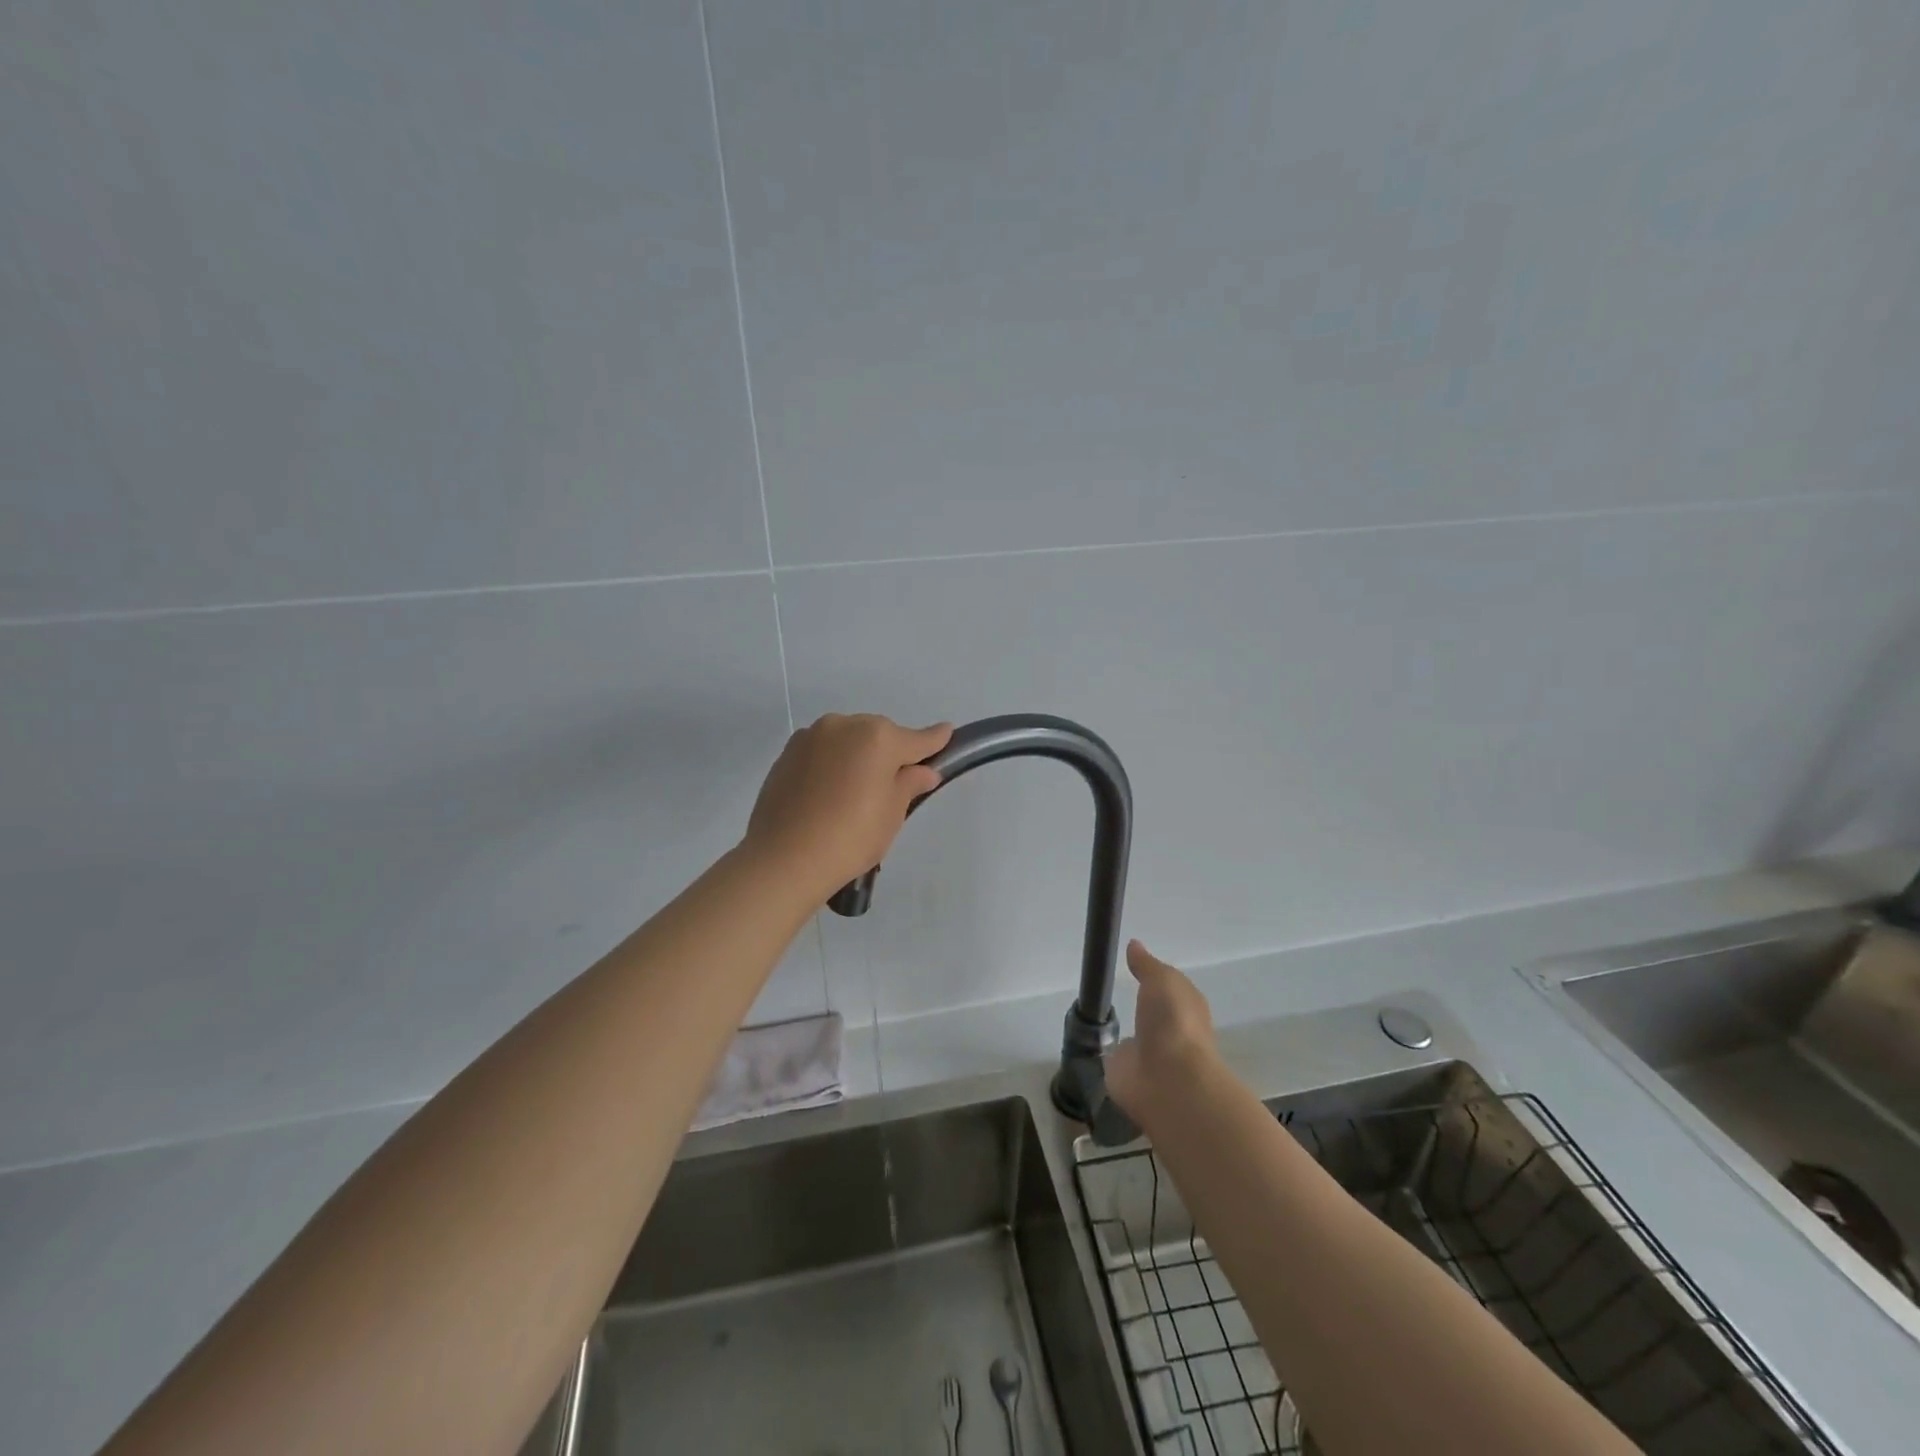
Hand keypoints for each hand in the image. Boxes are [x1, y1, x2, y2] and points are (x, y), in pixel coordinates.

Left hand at [743, 713, 952, 900]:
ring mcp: (811, 736)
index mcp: (878, 737)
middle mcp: (844, 725)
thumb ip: (910, 784)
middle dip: (890, 754)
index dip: (935, 741)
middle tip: (892, 787)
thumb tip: (923, 770)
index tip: (947, 734)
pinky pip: (822, 751)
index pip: (917, 739)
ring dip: (858, 756)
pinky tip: (829, 794)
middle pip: (879, 735)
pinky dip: (832, 764)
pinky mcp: (788, 753)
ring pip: (848, 740)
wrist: (784, 858)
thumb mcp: (892, 814)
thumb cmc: (851, 837)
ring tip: (855, 793)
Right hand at [1105, 940, 1216, 1118]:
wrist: (1168, 1081)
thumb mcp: (1163, 980)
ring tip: (1095, 1015)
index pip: (1170, 991)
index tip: (1131, 966)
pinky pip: (1113, 1060)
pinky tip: (1088, 1042)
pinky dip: (1104, 1053)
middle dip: (1140, 1009)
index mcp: (1186, 1009)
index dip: (1155, 979)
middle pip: (1153, 1016)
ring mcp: (1149, 1057)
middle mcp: (1170, 1033)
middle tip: (1109, 990)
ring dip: (1122, 1034)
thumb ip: (1147, 965)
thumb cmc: (1173, 1023)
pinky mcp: (1126, 1076)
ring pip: (1134, 1040)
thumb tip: (1134, 945)